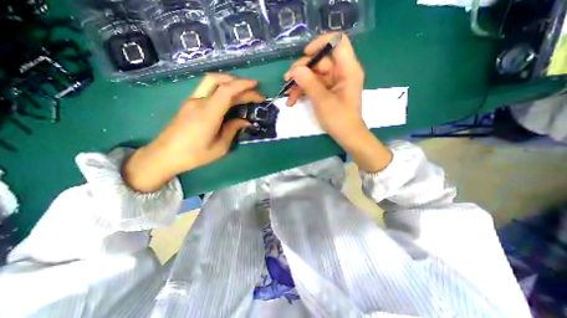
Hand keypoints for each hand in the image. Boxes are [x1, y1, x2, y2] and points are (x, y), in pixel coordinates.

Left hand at [122, 73, 263, 191]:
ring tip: (243, 90)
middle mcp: (199, 102)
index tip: (257, 87)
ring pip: (211, 81)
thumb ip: (233, 130)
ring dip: (229, 81)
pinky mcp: (189, 103)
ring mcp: (192, 101)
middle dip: (239, 83)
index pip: (227, 91)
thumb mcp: (219, 147)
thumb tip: (245, 121)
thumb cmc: (194, 155)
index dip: (243, 86)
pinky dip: (221, 88)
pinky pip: (207, 89)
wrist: (163, 155)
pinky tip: (229, 97)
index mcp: (208, 114)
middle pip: (219, 81)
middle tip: (254, 92)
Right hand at [286, 32, 392, 172]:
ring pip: (314, 75)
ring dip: (299, 84)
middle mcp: (341, 72)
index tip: (305, 55)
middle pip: (320, 61)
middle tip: (287, 80)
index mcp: (347, 70)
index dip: (321, 43)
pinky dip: (303, 92)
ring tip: (287, 96)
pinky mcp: (328, 91)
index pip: (337, 42)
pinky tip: (293, 101)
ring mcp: (334, 83)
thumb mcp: (322, 101)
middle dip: (302, 70)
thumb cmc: (339, 119)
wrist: (346, 136)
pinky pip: (314, 86)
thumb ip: (309, 83)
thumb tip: (295, 69)